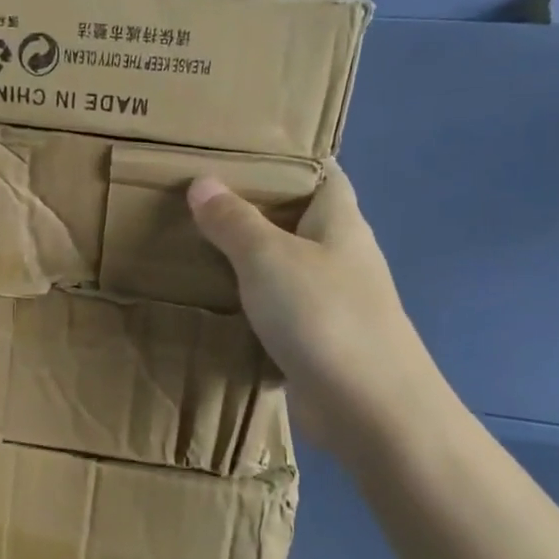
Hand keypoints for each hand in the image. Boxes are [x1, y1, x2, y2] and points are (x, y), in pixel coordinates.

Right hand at [189, 163, 440, 450]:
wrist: (368, 409)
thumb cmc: (323, 316)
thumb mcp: (268, 258)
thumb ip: (234, 221)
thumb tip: (202, 183)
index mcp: (339, 221)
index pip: (319, 171)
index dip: (283, 156)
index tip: (236, 148)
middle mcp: (338, 254)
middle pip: (294, 217)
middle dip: (251, 206)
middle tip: (194, 194)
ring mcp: (329, 299)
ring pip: (281, 265)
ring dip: (244, 256)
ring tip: (190, 240)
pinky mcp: (314, 339)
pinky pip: (274, 307)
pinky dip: (245, 300)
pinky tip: (208, 298)